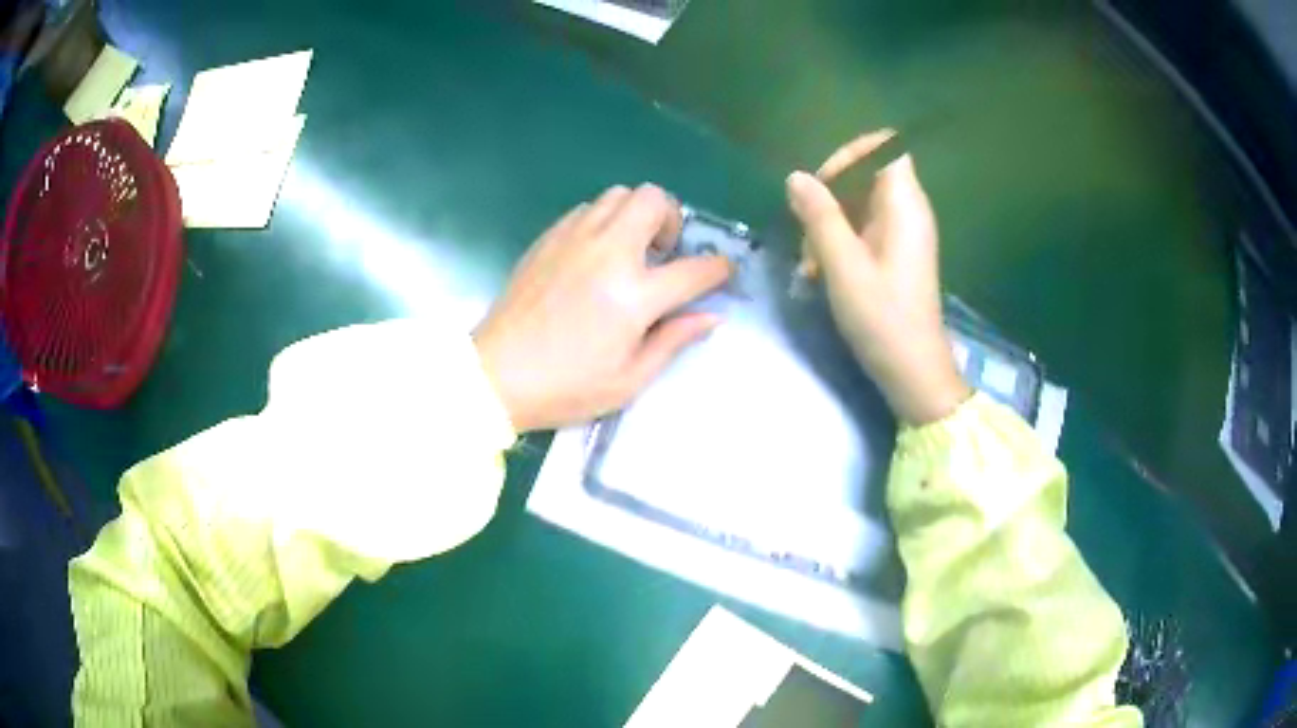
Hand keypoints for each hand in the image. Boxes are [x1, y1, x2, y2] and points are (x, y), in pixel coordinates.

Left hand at [474, 185, 731, 432]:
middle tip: (664, 252)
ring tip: (630, 249)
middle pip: (654, 200)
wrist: (495, 374)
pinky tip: (596, 254)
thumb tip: (711, 316)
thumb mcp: (629, 380)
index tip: (723, 271)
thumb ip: (673, 340)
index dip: (718, 268)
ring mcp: (574, 239)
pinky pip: (587, 208)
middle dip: (673, 219)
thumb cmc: (565, 387)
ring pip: (619, 194)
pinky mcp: (548, 238)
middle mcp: (607, 253)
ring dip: (637, 214)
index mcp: (633, 295)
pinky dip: (604, 220)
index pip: (694, 269)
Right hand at [787, 131, 970, 425]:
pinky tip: (819, 272)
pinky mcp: (895, 254)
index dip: (851, 153)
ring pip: (859, 204)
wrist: (913, 370)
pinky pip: (862, 229)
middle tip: (806, 229)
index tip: (822, 183)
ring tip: (809, 262)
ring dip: (828, 223)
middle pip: (866, 174)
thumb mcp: (843, 266)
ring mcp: (902, 233)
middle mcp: (908, 211)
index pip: (886, 147)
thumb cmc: (883, 318)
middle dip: (829, 195)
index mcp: (904, 205)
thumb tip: (796, 177)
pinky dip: (838, 242)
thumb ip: (820, 216)